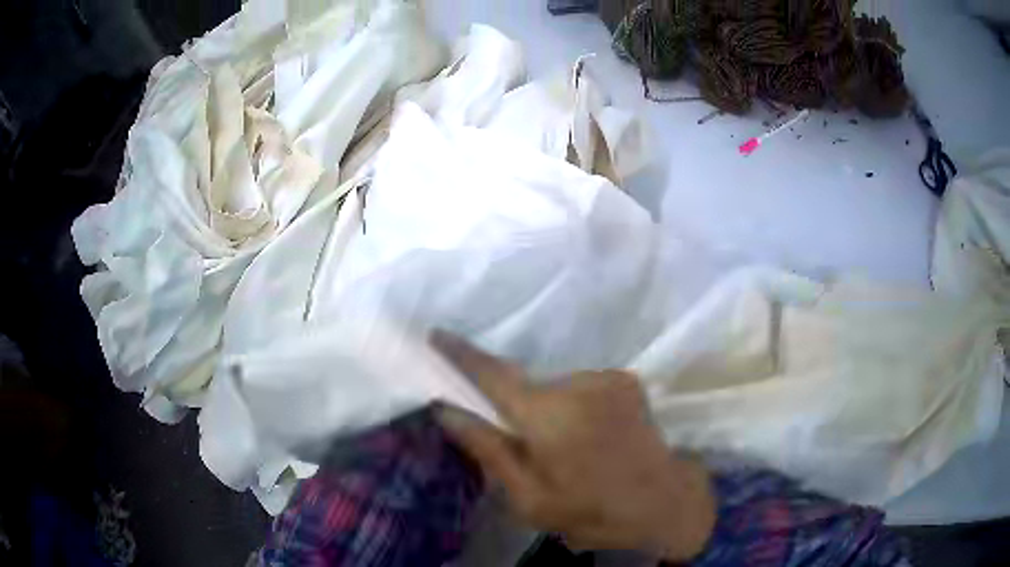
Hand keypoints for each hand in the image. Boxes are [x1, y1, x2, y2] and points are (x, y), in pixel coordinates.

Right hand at [431, 331, 715, 560]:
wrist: (665, 504)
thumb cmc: (592, 511)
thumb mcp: (529, 498)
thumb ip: (487, 449)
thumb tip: (446, 409)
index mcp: (547, 415)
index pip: (493, 374)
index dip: (462, 354)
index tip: (437, 334)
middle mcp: (576, 383)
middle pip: (525, 386)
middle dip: (516, 411)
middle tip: (528, 450)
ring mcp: (606, 378)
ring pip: (555, 389)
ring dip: (549, 412)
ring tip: (567, 452)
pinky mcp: (626, 380)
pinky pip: (582, 388)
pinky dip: (575, 407)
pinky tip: (591, 439)